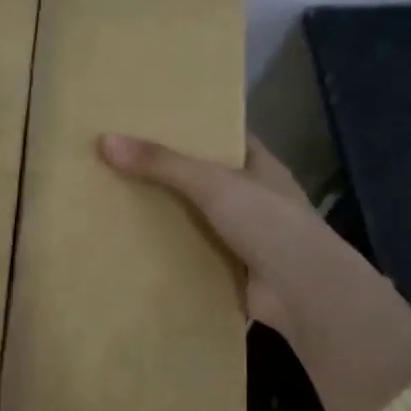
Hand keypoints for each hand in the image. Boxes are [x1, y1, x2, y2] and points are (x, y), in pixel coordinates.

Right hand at [100, 132, 410, 410]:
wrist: (305, 293)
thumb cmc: (269, 223)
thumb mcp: (214, 184)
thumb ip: (162, 163)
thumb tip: (105, 141)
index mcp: (259, 165)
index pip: (222, 135)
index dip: (190, 126)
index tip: (148, 118)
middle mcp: (253, 196)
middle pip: (204, 177)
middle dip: (167, 171)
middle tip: (118, 159)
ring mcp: (244, 235)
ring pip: (197, 216)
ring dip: (166, 213)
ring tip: (115, 199)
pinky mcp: (232, 268)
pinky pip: (194, 252)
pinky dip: (170, 250)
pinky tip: (133, 245)